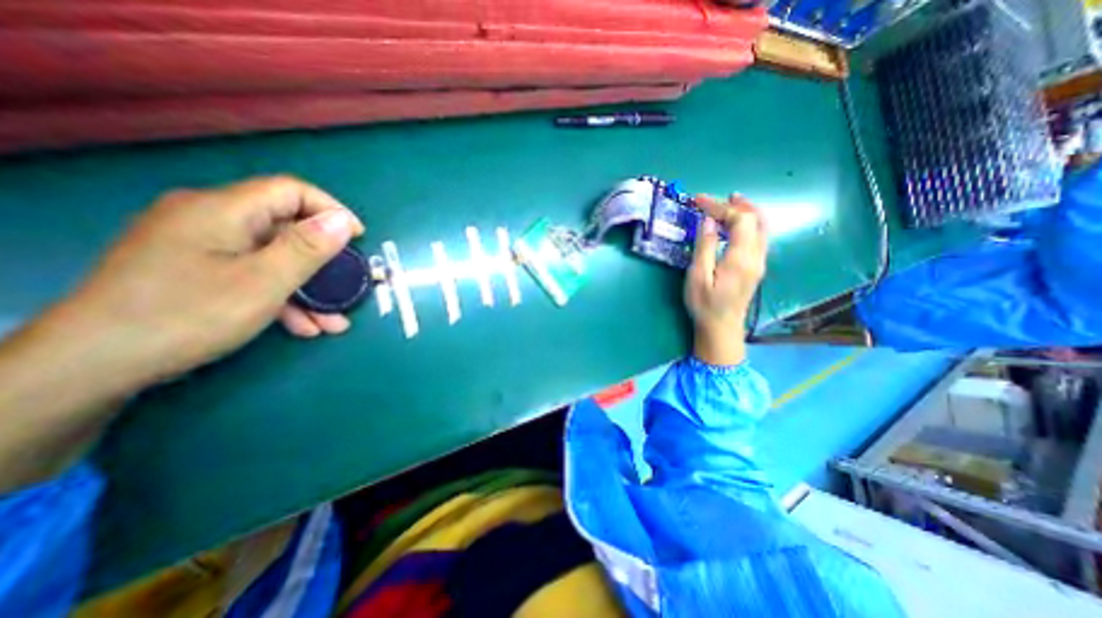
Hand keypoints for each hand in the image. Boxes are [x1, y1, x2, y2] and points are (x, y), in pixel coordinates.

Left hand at [52, 174, 364, 385]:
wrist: (94, 365)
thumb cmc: (189, 315)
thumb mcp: (263, 281)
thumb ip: (307, 248)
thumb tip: (343, 220)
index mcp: (223, 210)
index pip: (291, 191)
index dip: (331, 211)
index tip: (358, 240)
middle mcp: (210, 219)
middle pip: (284, 228)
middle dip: (323, 262)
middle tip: (347, 287)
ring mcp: (201, 246)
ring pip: (272, 257)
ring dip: (307, 288)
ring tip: (331, 321)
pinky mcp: (196, 270)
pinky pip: (252, 273)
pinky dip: (281, 296)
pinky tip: (301, 325)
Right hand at [685, 197, 767, 363]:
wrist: (721, 328)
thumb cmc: (705, 304)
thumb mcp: (698, 276)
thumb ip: (705, 247)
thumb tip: (708, 221)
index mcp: (741, 258)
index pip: (739, 220)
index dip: (720, 206)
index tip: (698, 201)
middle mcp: (756, 256)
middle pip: (756, 219)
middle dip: (737, 205)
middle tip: (718, 197)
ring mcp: (759, 262)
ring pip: (761, 227)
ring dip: (747, 211)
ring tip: (729, 203)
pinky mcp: (756, 267)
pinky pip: (758, 236)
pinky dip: (748, 224)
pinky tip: (735, 225)